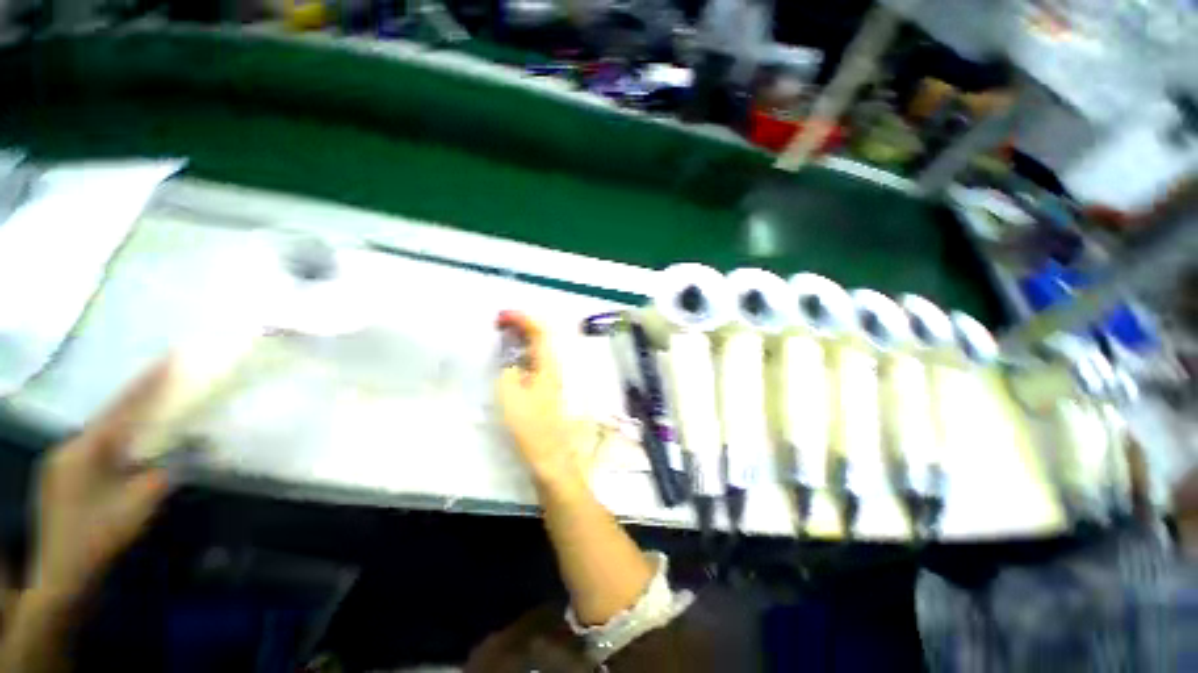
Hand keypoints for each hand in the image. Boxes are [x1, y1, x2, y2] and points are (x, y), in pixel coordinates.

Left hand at [31, 361, 171, 601]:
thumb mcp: (137, 506)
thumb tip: (194, 448)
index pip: (122, 409)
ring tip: (156, 413)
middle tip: (168, 382)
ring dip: (131, 422)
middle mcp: (69, 448)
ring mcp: (63, 464)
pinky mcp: (63, 479)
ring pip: (104, 434)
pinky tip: (131, 450)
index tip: (171, 359)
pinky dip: (120, 442)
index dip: (148, 384)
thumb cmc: (97, 539)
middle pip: (111, 417)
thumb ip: (165, 472)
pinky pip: (97, 449)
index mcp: (84, 450)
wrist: (59, 579)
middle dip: (140, 400)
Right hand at [495, 312, 585, 488]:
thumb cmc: (532, 426)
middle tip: (500, 324)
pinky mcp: (550, 388)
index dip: (521, 319)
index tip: (501, 316)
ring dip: (524, 338)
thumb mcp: (511, 396)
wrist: (552, 455)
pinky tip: (513, 360)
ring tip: (504, 338)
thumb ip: (508, 371)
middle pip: (542, 336)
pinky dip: (525, 353)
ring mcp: (554, 377)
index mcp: (548, 364)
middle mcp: (555, 366)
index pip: (539, 331)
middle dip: (522, 325)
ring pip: (540, 348)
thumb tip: (510, 361)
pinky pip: (538, 361)